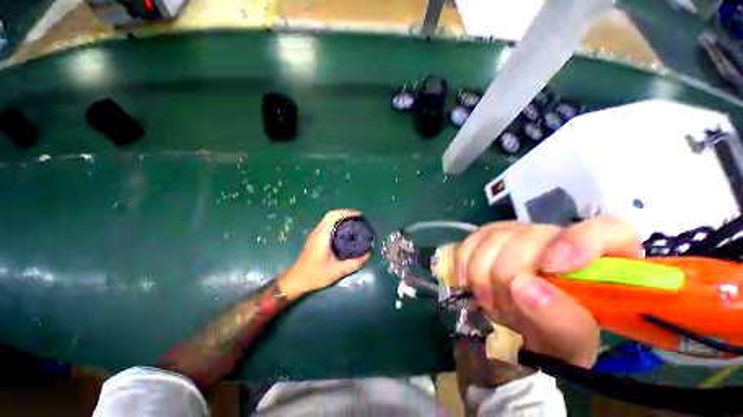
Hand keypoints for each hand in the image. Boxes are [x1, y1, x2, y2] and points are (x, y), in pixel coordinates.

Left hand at [279, 210, 370, 297]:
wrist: (296, 280)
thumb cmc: (315, 275)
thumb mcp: (337, 271)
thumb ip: (353, 264)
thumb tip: (367, 255)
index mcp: (322, 236)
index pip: (332, 217)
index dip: (346, 212)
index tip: (358, 215)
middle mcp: (317, 232)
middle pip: (330, 215)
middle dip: (345, 213)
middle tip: (358, 218)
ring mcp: (315, 235)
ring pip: (327, 219)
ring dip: (340, 217)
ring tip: (353, 222)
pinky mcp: (314, 238)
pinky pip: (326, 225)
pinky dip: (336, 222)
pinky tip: (344, 231)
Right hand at [456, 216, 639, 367]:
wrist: (517, 324)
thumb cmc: (554, 340)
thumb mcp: (567, 345)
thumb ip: (559, 320)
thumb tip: (523, 288)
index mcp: (602, 262)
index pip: (609, 230)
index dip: (580, 242)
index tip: (551, 267)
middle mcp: (559, 237)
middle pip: (532, 236)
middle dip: (509, 274)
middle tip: (504, 306)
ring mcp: (519, 232)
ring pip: (495, 236)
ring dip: (485, 274)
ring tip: (490, 300)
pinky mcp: (488, 235)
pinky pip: (471, 240)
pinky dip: (465, 264)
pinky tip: (468, 283)